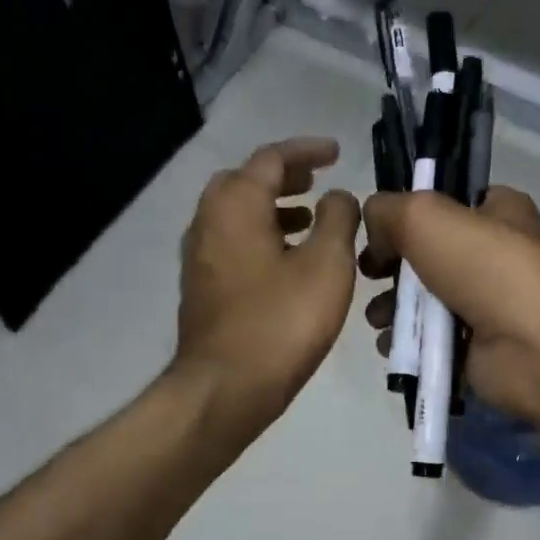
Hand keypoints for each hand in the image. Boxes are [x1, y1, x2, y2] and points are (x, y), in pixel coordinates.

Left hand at [174, 137, 361, 434]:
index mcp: (236, 205)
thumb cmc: (282, 322)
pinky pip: (233, 244)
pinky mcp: (203, 289)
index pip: (271, 158)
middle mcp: (208, 222)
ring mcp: (200, 258)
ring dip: (272, 208)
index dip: (307, 151)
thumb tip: (338, 196)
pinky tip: (288, 263)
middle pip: (245, 182)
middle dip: (283, 177)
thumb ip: (339, 219)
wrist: (226, 388)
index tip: (337, 153)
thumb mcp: (327, 265)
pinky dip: (261, 237)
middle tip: (317, 182)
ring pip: (236, 215)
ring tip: (309, 219)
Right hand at [359, 187, 539, 435]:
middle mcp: (494, 256)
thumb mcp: (425, 216)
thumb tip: (373, 233)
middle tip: (372, 278)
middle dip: (392, 269)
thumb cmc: (484, 269)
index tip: (380, 233)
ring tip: (379, 319)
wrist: (530, 346)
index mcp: (499, 213)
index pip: (448, 204)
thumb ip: (387, 211)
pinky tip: (392, 346)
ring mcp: (487, 305)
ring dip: (392, 309)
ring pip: (424, 302)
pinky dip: (407, 344)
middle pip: (427, 256)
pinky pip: (430, 342)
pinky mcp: (476, 348)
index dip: (409, 214)